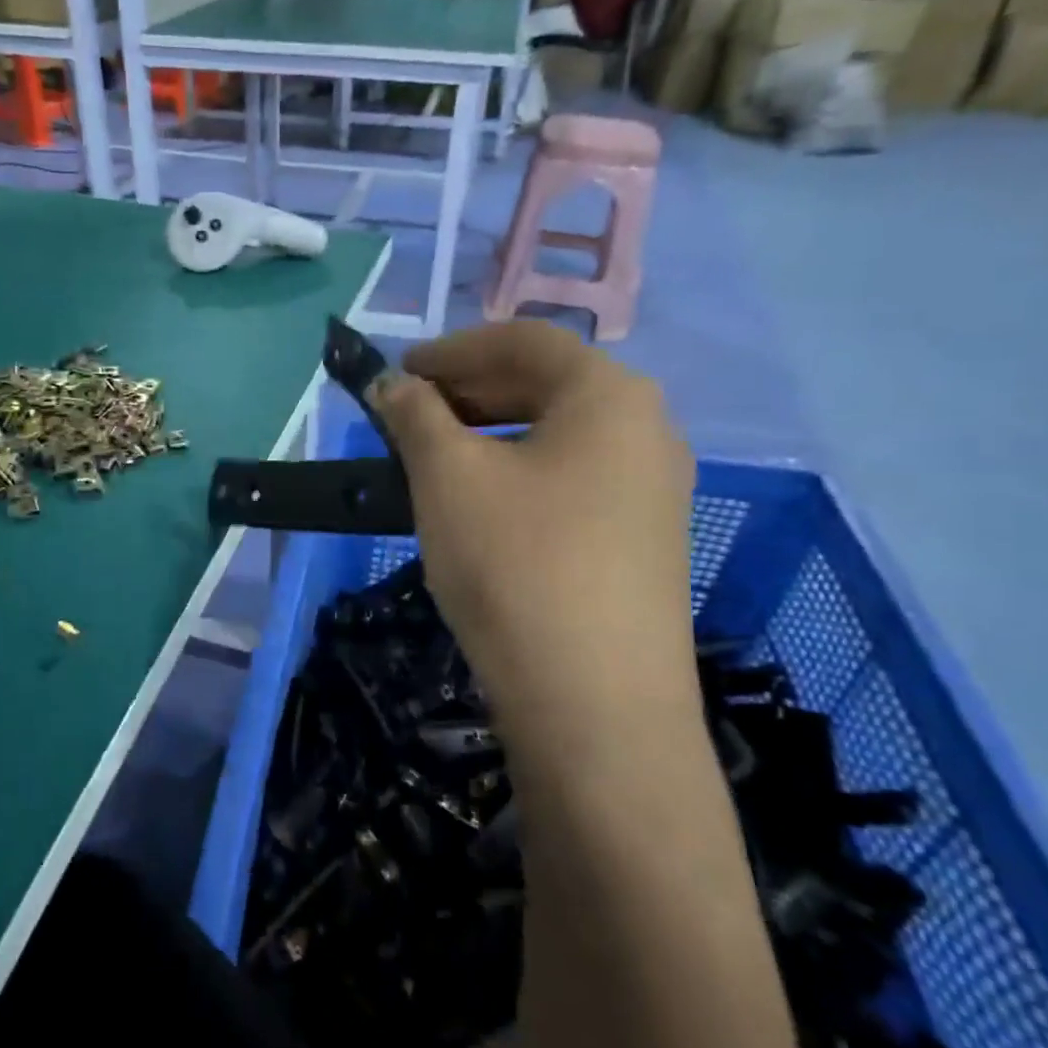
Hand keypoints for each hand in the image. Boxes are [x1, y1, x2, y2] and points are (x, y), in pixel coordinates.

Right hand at [370, 321, 696, 726]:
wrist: (596, 706)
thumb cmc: (517, 564)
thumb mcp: (449, 477)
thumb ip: (415, 415)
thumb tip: (393, 384)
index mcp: (610, 394)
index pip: (523, 341)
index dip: (452, 349)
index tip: (399, 373)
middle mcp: (648, 429)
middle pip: (547, 384)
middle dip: (471, 391)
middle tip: (410, 414)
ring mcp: (654, 489)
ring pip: (559, 437)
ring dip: (492, 435)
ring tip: (436, 459)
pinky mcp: (644, 541)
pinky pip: (574, 481)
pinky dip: (520, 474)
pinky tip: (481, 505)